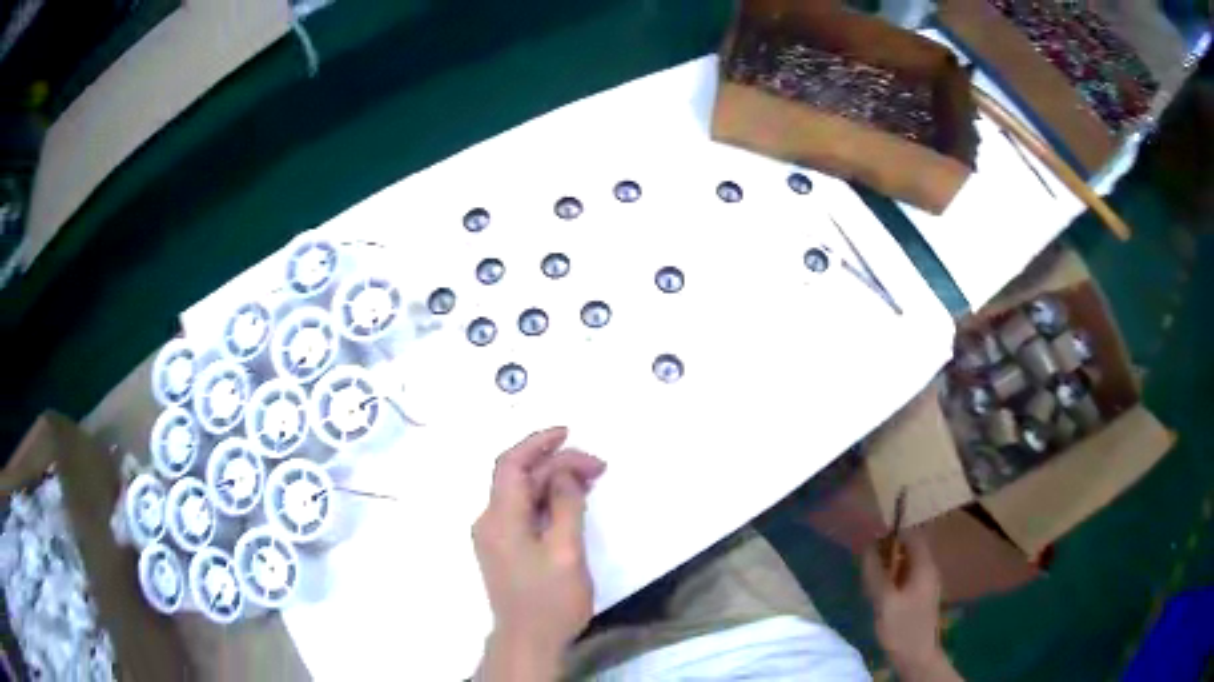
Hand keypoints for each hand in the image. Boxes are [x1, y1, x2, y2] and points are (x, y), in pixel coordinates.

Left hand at [474, 427, 605, 680]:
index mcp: (499, 519)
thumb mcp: (566, 551)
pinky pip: (521, 512)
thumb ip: (565, 506)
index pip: (511, 464)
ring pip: (520, 494)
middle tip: (597, 467)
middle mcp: (489, 521)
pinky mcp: (502, 548)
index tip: (569, 432)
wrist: (528, 640)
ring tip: (590, 480)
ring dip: (551, 482)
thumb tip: (564, 473)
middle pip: (517, 478)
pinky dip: (545, 501)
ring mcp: (493, 536)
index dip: (537, 442)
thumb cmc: (550, 600)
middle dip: (555, 464)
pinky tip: (569, 503)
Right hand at [863, 531, 960, 681]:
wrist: (916, 655)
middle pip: (910, 549)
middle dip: (889, 552)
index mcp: (924, 566)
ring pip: (908, 564)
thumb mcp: (883, 600)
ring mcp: (927, 584)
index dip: (892, 535)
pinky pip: (908, 577)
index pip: (912, 536)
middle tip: (868, 563)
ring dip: (890, 567)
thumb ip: (875, 573)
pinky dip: (894, 578)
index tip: (871, 542)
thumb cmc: (901, 626)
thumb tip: (866, 547)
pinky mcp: (922, 597)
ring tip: (871, 579)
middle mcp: (930, 570)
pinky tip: (881, 594)